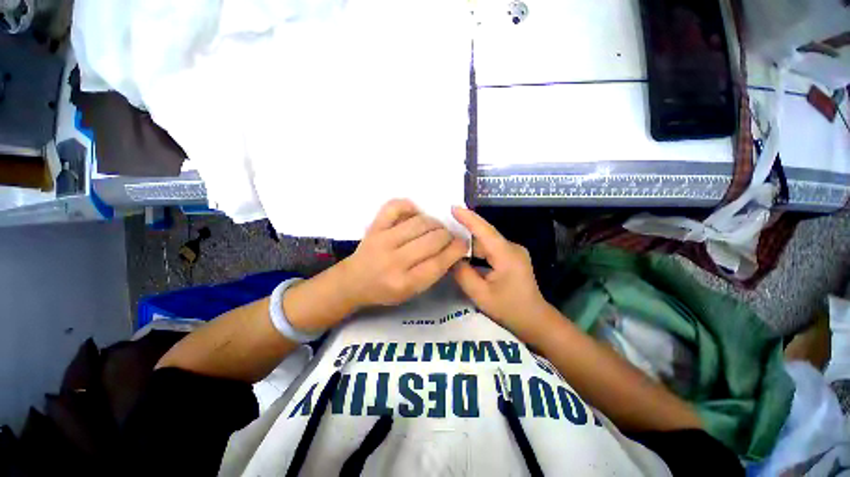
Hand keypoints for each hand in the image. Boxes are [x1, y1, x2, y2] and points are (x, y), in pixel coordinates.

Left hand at [339, 199, 467, 307]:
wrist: (354, 281)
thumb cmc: (386, 290)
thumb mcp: (412, 292)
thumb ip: (434, 273)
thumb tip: (453, 249)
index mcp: (405, 283)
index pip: (440, 262)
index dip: (457, 249)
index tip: (463, 244)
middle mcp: (394, 261)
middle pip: (433, 239)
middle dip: (448, 236)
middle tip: (448, 237)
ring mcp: (382, 240)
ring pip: (420, 222)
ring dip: (435, 223)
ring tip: (435, 228)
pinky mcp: (374, 226)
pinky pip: (395, 206)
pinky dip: (410, 206)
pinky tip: (415, 214)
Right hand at [451, 206, 551, 338]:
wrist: (535, 321)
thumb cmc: (509, 309)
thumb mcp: (480, 294)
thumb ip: (463, 274)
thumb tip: (451, 258)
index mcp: (506, 254)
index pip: (484, 230)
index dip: (468, 218)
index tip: (452, 207)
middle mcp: (512, 248)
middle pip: (484, 236)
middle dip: (464, 233)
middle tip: (443, 232)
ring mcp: (513, 252)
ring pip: (486, 243)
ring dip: (470, 244)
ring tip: (450, 243)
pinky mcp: (512, 258)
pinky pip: (491, 249)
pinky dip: (477, 252)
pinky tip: (465, 255)